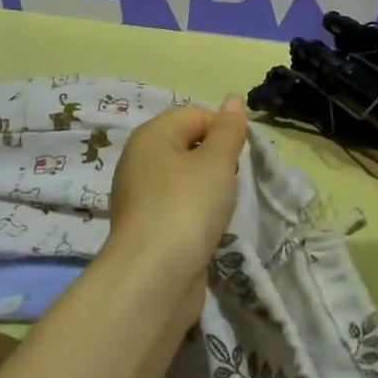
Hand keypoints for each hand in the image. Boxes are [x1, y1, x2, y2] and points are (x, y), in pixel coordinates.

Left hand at [107, 97, 249, 285]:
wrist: (154, 278)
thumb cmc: (188, 205)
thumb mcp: (217, 161)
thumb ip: (228, 130)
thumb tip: (232, 100)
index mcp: (151, 135)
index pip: (196, 115)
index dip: (223, 131)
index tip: (238, 158)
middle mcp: (139, 160)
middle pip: (188, 146)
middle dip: (216, 161)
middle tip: (231, 182)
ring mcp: (139, 197)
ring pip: (184, 180)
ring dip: (208, 190)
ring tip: (220, 209)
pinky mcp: (146, 229)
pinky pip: (178, 208)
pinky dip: (195, 215)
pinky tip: (206, 231)